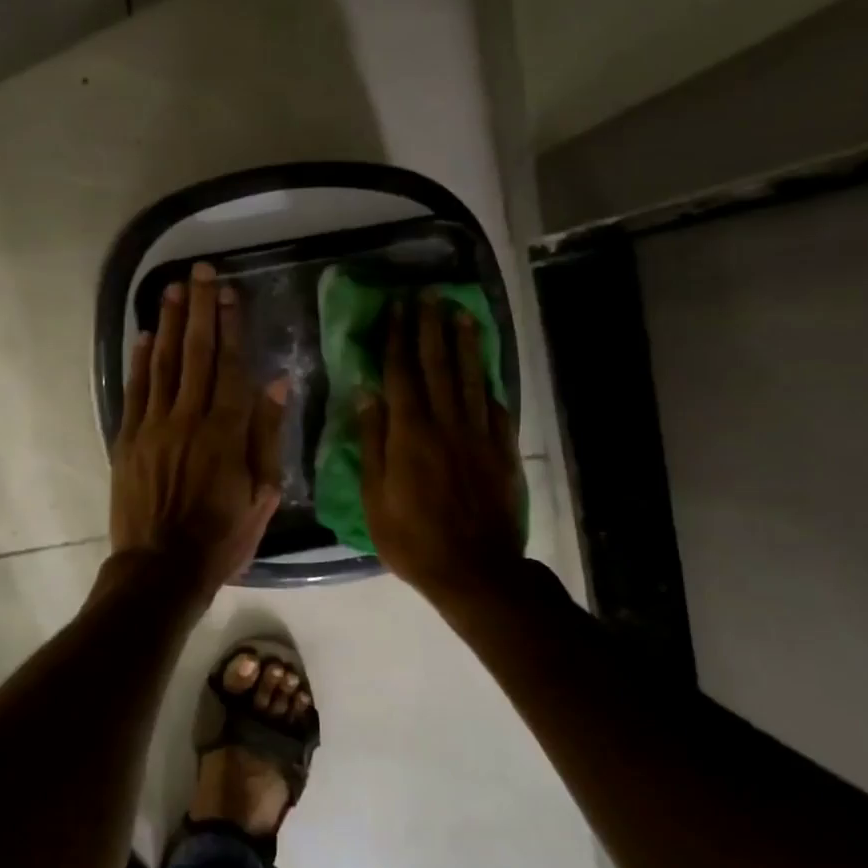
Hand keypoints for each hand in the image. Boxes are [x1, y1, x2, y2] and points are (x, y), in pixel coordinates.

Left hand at [111, 262, 288, 595]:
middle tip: (199, 272)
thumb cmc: (221, 537)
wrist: (160, 568)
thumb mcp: (262, 494)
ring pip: (161, 364)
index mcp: (226, 431)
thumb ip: (268, 435)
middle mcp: (188, 418)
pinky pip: (134, 391)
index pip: (230, 365)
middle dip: (198, 309)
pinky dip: (138, 361)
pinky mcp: (127, 439)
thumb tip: (277, 382)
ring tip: (170, 289)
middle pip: (195, 353)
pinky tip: (143, 336)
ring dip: (166, 324)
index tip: (228, 292)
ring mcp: (152, 427)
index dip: (230, 325)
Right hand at [360, 294, 523, 599]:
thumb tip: (366, 393)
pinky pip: (496, 408)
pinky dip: (489, 385)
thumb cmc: (412, 538)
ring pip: (472, 379)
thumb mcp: (375, 496)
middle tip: (428, 296)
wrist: (475, 570)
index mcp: (410, 433)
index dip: (397, 338)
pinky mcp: (501, 451)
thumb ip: (372, 441)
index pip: (401, 374)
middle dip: (431, 328)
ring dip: (466, 344)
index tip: (396, 308)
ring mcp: (478, 436)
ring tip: (462, 313)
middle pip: (438, 366)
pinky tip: (486, 371)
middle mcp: (446, 424)